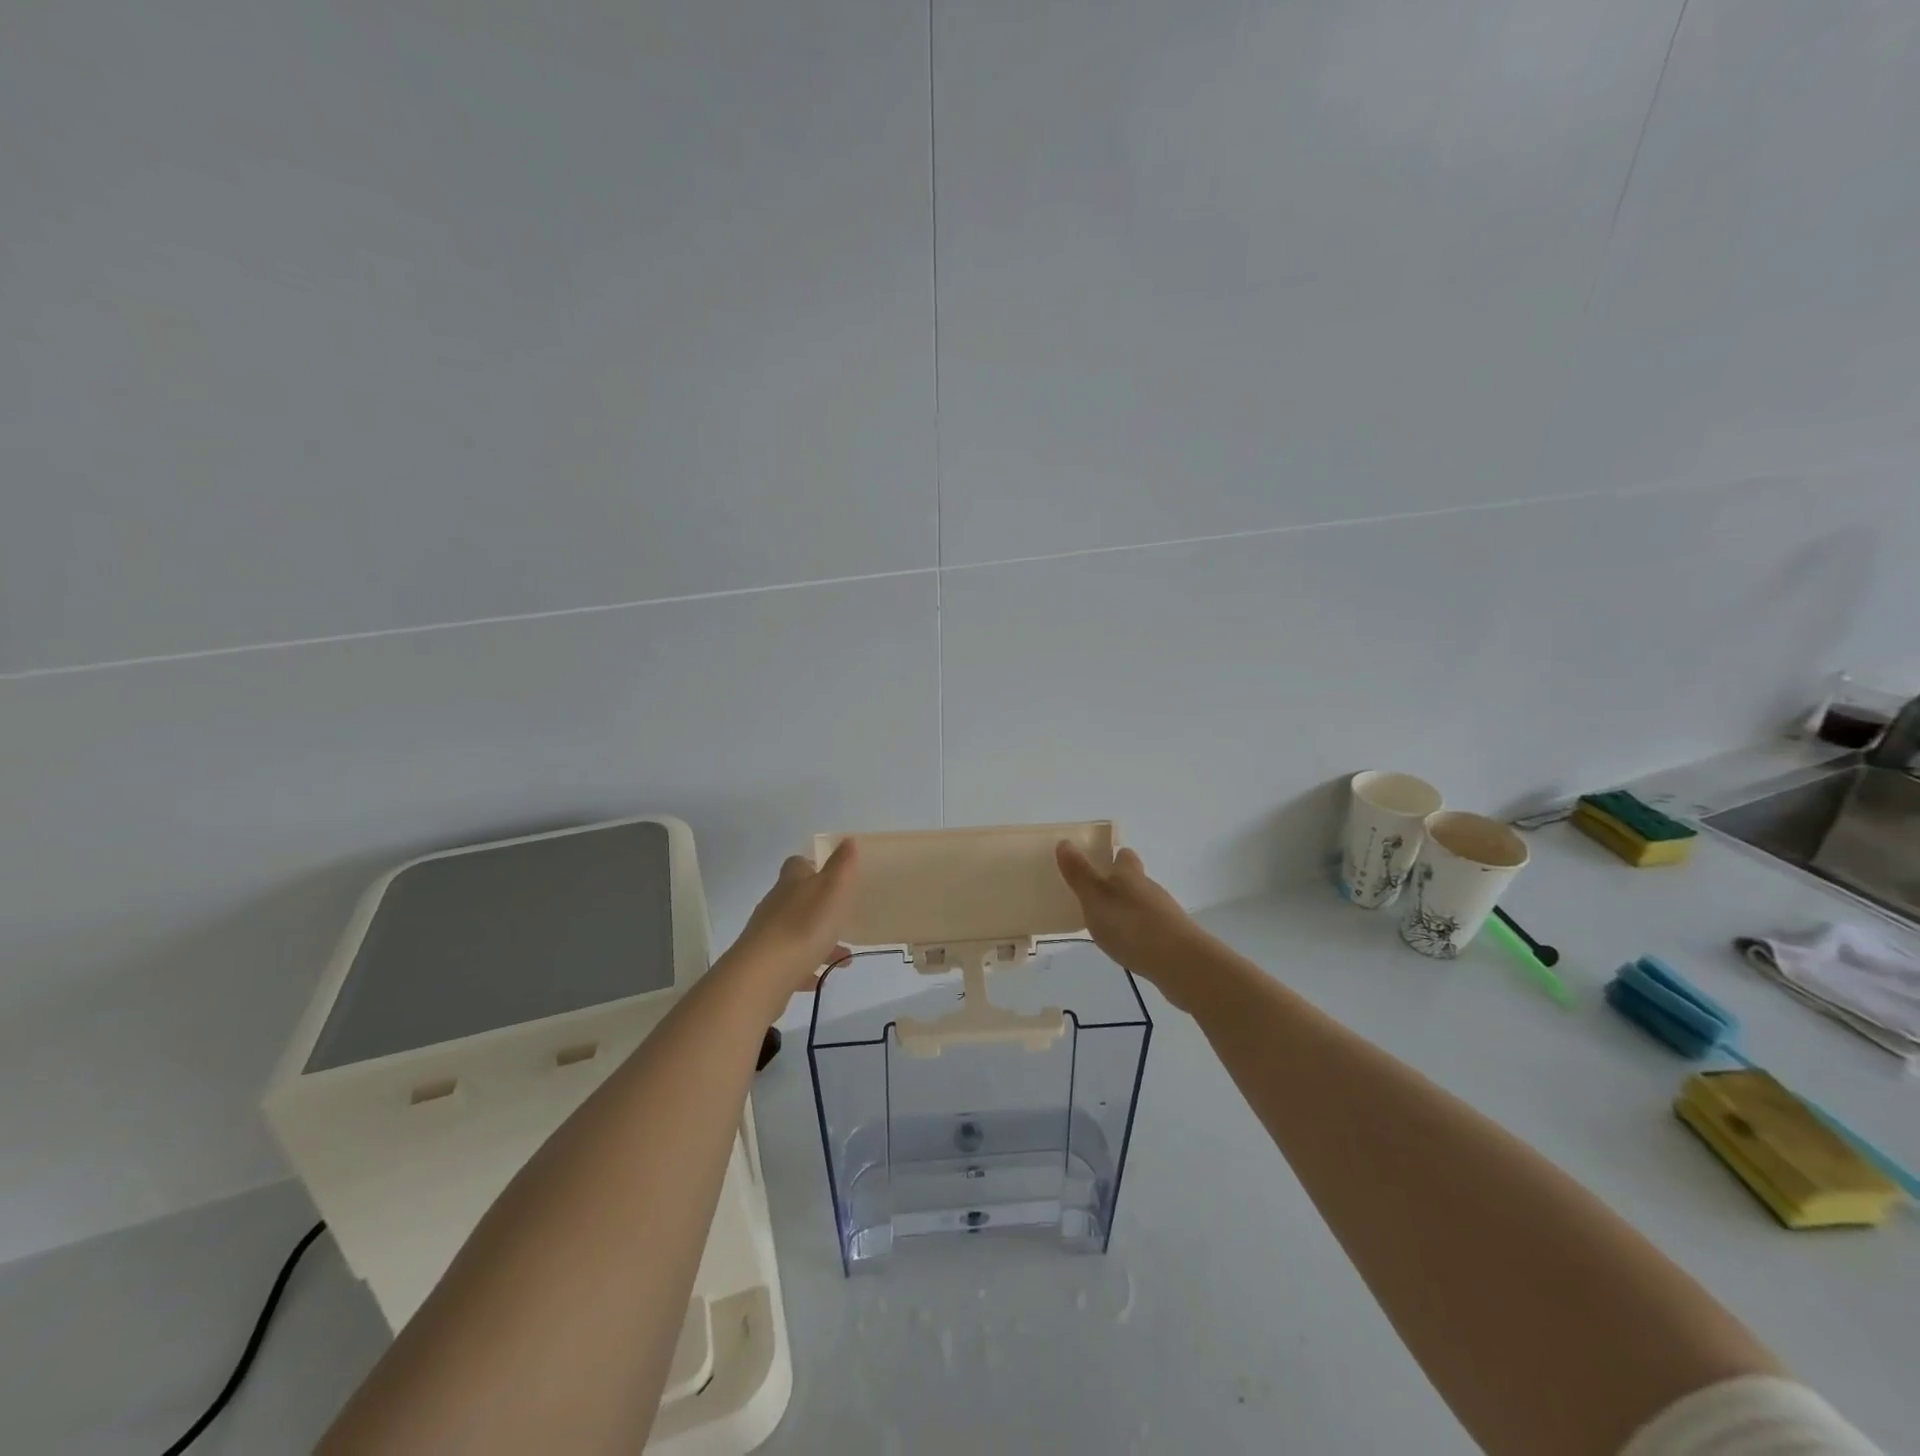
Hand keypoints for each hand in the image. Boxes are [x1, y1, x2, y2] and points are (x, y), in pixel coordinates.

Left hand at [725, 839, 860, 1004]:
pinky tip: (822, 978)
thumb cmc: (805, 925)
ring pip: (797, 933)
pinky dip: (806, 968)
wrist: (764, 974)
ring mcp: (767, 936)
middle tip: (844, 919)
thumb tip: (847, 840)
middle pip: (797, 899)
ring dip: (819, 941)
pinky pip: (790, 963)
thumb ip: (842, 865)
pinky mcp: (765, 965)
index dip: (813, 866)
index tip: (832, 875)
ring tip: (844, 957)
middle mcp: (776, 905)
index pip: (798, 864)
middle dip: (821, 908)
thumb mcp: (833, 889)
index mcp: (792, 883)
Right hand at [1055, 841, 1209, 1007]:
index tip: (1098, 862)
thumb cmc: (1130, 924)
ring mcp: (1164, 913)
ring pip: (1142, 903)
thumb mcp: (1095, 898)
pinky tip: (1127, 944)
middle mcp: (1149, 888)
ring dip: (1126, 909)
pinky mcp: (1172, 937)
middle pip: (1134, 879)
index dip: (1112, 856)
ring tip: (1107, 923)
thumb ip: (1079, 873)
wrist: (1179, 962)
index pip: (1123, 856)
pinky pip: (1149, 927)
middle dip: (1117, 884)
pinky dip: (1137, 930)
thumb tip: (1065, 842)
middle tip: (1095, 896)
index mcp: (1129, 875)